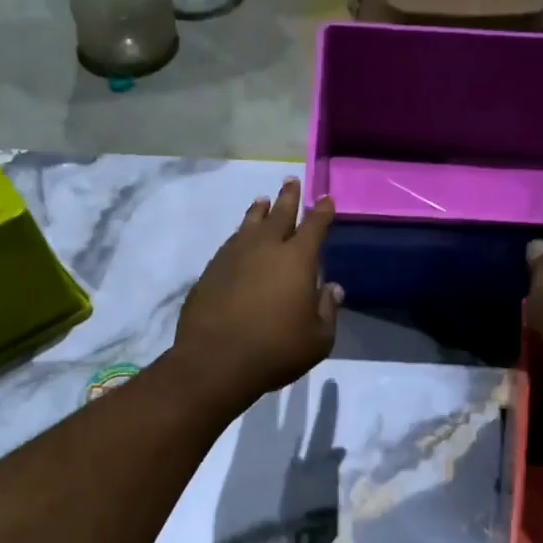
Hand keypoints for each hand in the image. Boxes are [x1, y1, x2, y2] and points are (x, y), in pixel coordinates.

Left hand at [171, 179, 341, 408]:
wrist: (215, 361)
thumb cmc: (276, 350)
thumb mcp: (318, 339)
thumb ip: (328, 309)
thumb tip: (331, 287)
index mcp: (297, 259)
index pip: (314, 226)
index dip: (322, 211)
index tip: (326, 198)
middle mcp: (265, 248)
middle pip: (279, 214)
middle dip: (288, 197)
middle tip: (291, 181)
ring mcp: (234, 256)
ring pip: (250, 224)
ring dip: (259, 211)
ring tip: (263, 201)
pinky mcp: (211, 270)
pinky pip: (231, 243)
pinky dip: (239, 235)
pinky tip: (239, 238)